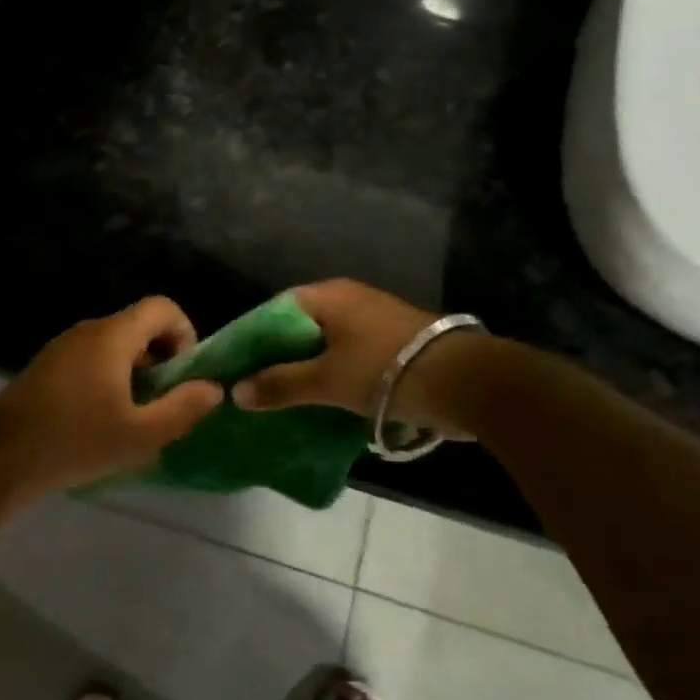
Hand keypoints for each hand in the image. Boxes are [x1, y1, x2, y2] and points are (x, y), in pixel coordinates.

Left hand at [0, 297, 224, 501]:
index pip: (162, 307)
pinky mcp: (46, 367)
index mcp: (112, 336)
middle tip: (163, 402)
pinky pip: (90, 359)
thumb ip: (184, 408)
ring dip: (135, 372)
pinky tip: (102, 420)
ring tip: (135, 416)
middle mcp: (87, 330)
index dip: (185, 333)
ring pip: (114, 345)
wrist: (1, 459)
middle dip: (161, 359)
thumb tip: (213, 388)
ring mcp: (62, 347)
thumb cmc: (77, 442)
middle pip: (138, 326)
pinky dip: (108, 378)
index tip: (184, 375)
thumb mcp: (141, 435)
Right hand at [232, 279, 475, 436]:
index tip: (234, 367)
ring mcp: (372, 323)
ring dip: (304, 371)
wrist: (464, 382)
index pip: (274, 310)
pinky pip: (347, 359)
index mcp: (328, 296)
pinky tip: (317, 403)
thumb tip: (237, 392)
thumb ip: (280, 384)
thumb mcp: (325, 380)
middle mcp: (349, 301)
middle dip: (276, 359)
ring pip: (324, 347)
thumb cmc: (384, 370)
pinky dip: (330, 378)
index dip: (251, 338)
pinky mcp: (391, 347)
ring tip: (279, 401)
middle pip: (298, 330)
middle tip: (252, 389)